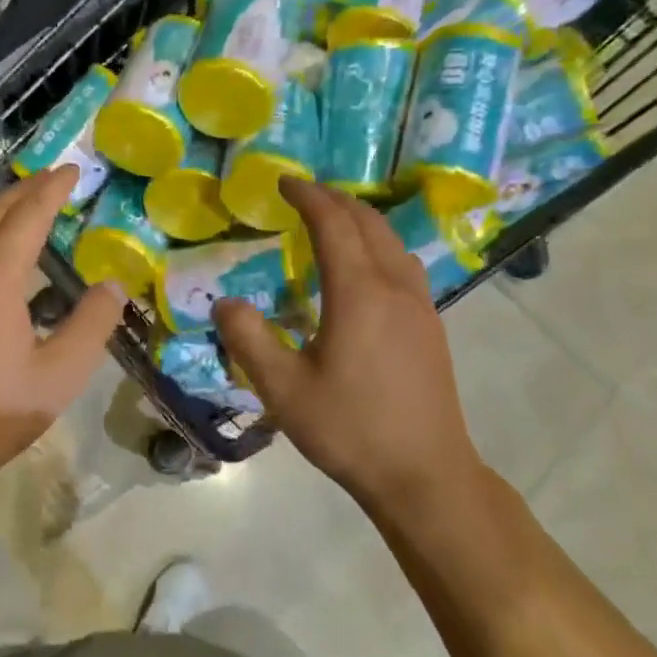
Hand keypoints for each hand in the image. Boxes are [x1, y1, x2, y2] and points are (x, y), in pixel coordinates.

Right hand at [214, 178, 485, 522]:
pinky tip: (365, 273)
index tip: (284, 183)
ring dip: (362, 221)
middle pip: (369, 222)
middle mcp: (395, 287)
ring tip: (334, 225)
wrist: (425, 473)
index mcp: (359, 293)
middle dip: (335, 200)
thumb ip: (249, 340)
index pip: (333, 223)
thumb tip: (224, 303)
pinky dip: (379, 247)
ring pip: (393, 241)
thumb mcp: (284, 389)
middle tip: (304, 196)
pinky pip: (404, 265)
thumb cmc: (350, 429)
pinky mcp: (431, 326)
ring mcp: (421, 306)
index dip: (308, 196)